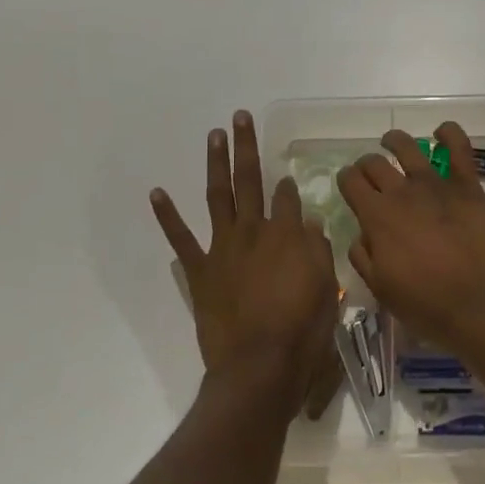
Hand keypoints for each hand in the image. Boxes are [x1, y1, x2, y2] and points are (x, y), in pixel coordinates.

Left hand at [152, 112, 343, 417]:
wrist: (259, 365)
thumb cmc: (302, 329)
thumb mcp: (327, 288)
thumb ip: (318, 250)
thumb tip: (309, 224)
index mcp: (287, 234)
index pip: (287, 197)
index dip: (287, 186)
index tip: (287, 180)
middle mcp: (253, 230)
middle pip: (251, 180)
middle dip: (246, 147)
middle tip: (240, 117)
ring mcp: (223, 247)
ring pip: (218, 195)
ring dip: (216, 163)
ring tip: (214, 134)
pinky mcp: (200, 270)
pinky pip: (181, 238)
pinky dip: (167, 216)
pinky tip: (157, 192)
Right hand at [337, 123, 484, 361]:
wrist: (481, 305)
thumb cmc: (427, 305)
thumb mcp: (382, 289)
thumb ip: (364, 257)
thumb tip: (361, 235)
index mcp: (377, 216)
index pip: (351, 182)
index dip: (346, 180)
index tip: (349, 184)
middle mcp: (402, 192)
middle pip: (375, 163)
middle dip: (366, 165)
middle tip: (369, 174)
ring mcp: (437, 184)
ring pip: (408, 147)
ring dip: (395, 141)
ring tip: (392, 143)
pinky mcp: (468, 186)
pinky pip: (459, 147)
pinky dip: (448, 133)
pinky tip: (441, 132)